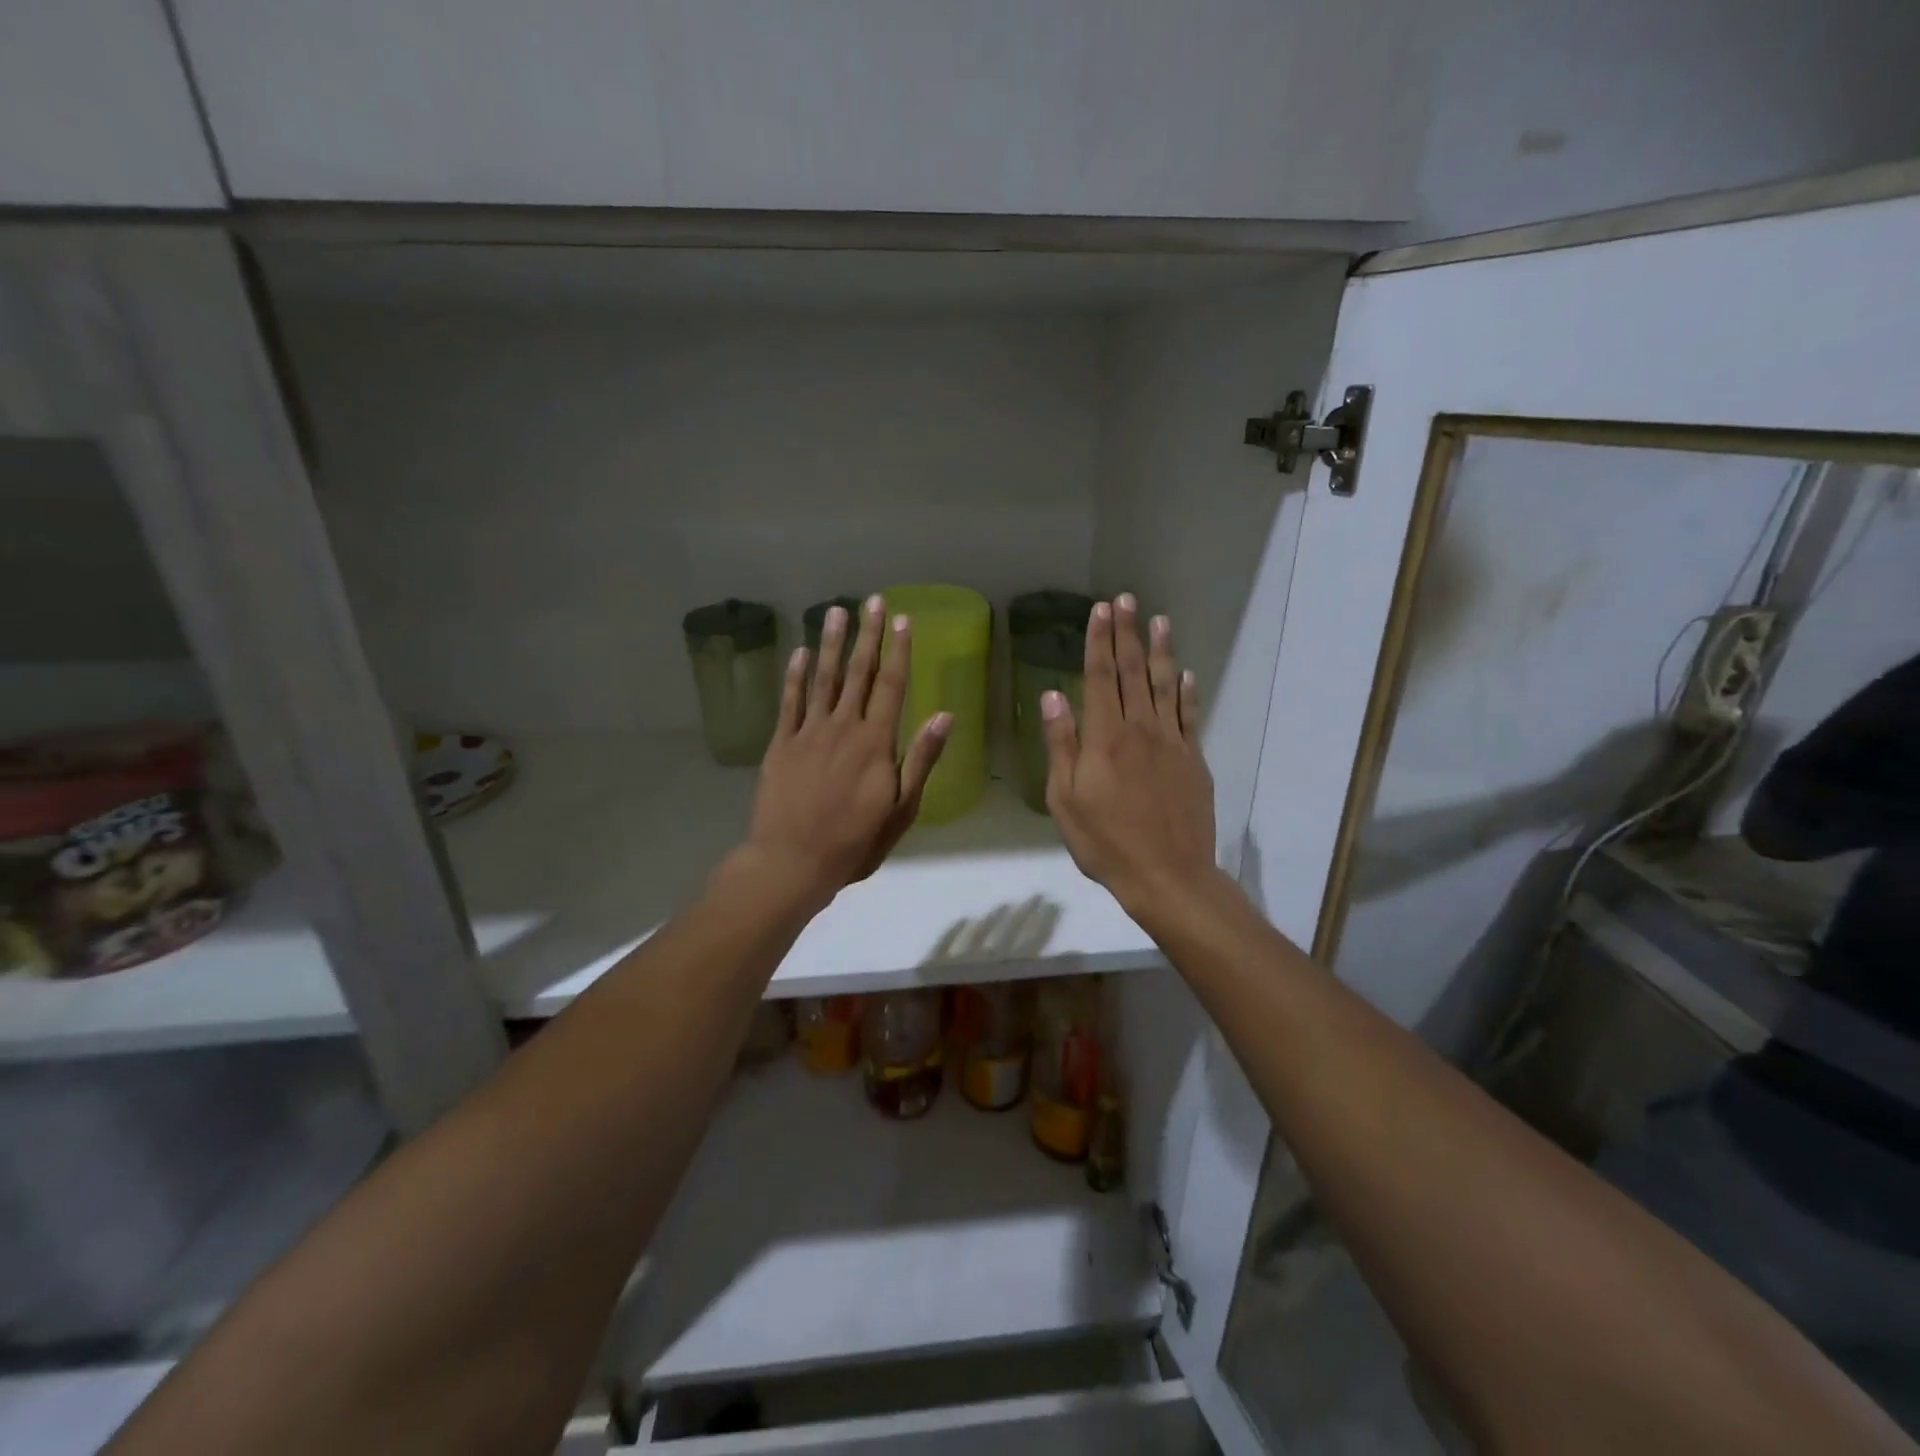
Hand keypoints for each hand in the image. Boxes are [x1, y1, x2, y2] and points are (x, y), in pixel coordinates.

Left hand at [742, 596, 949, 907]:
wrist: (791, 862)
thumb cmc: (854, 842)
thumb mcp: (901, 809)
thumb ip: (921, 759)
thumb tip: (944, 714)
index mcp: (876, 742)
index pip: (891, 686)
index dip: (899, 651)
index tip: (902, 620)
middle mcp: (843, 727)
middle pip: (858, 673)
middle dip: (867, 635)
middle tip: (872, 600)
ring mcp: (808, 732)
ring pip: (822, 678)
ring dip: (830, 643)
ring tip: (835, 611)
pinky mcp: (781, 744)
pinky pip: (790, 701)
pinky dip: (795, 675)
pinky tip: (800, 652)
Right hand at [1042, 596, 1216, 918]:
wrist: (1167, 875)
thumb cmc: (1105, 842)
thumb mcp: (1065, 799)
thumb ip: (1061, 744)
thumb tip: (1052, 695)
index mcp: (1104, 738)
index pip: (1100, 677)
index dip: (1099, 641)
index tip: (1100, 610)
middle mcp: (1140, 729)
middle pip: (1133, 672)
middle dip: (1127, 634)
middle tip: (1126, 599)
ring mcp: (1171, 743)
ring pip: (1165, 686)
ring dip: (1161, 651)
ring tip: (1159, 620)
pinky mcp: (1193, 760)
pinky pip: (1190, 716)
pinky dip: (1188, 691)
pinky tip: (1187, 673)